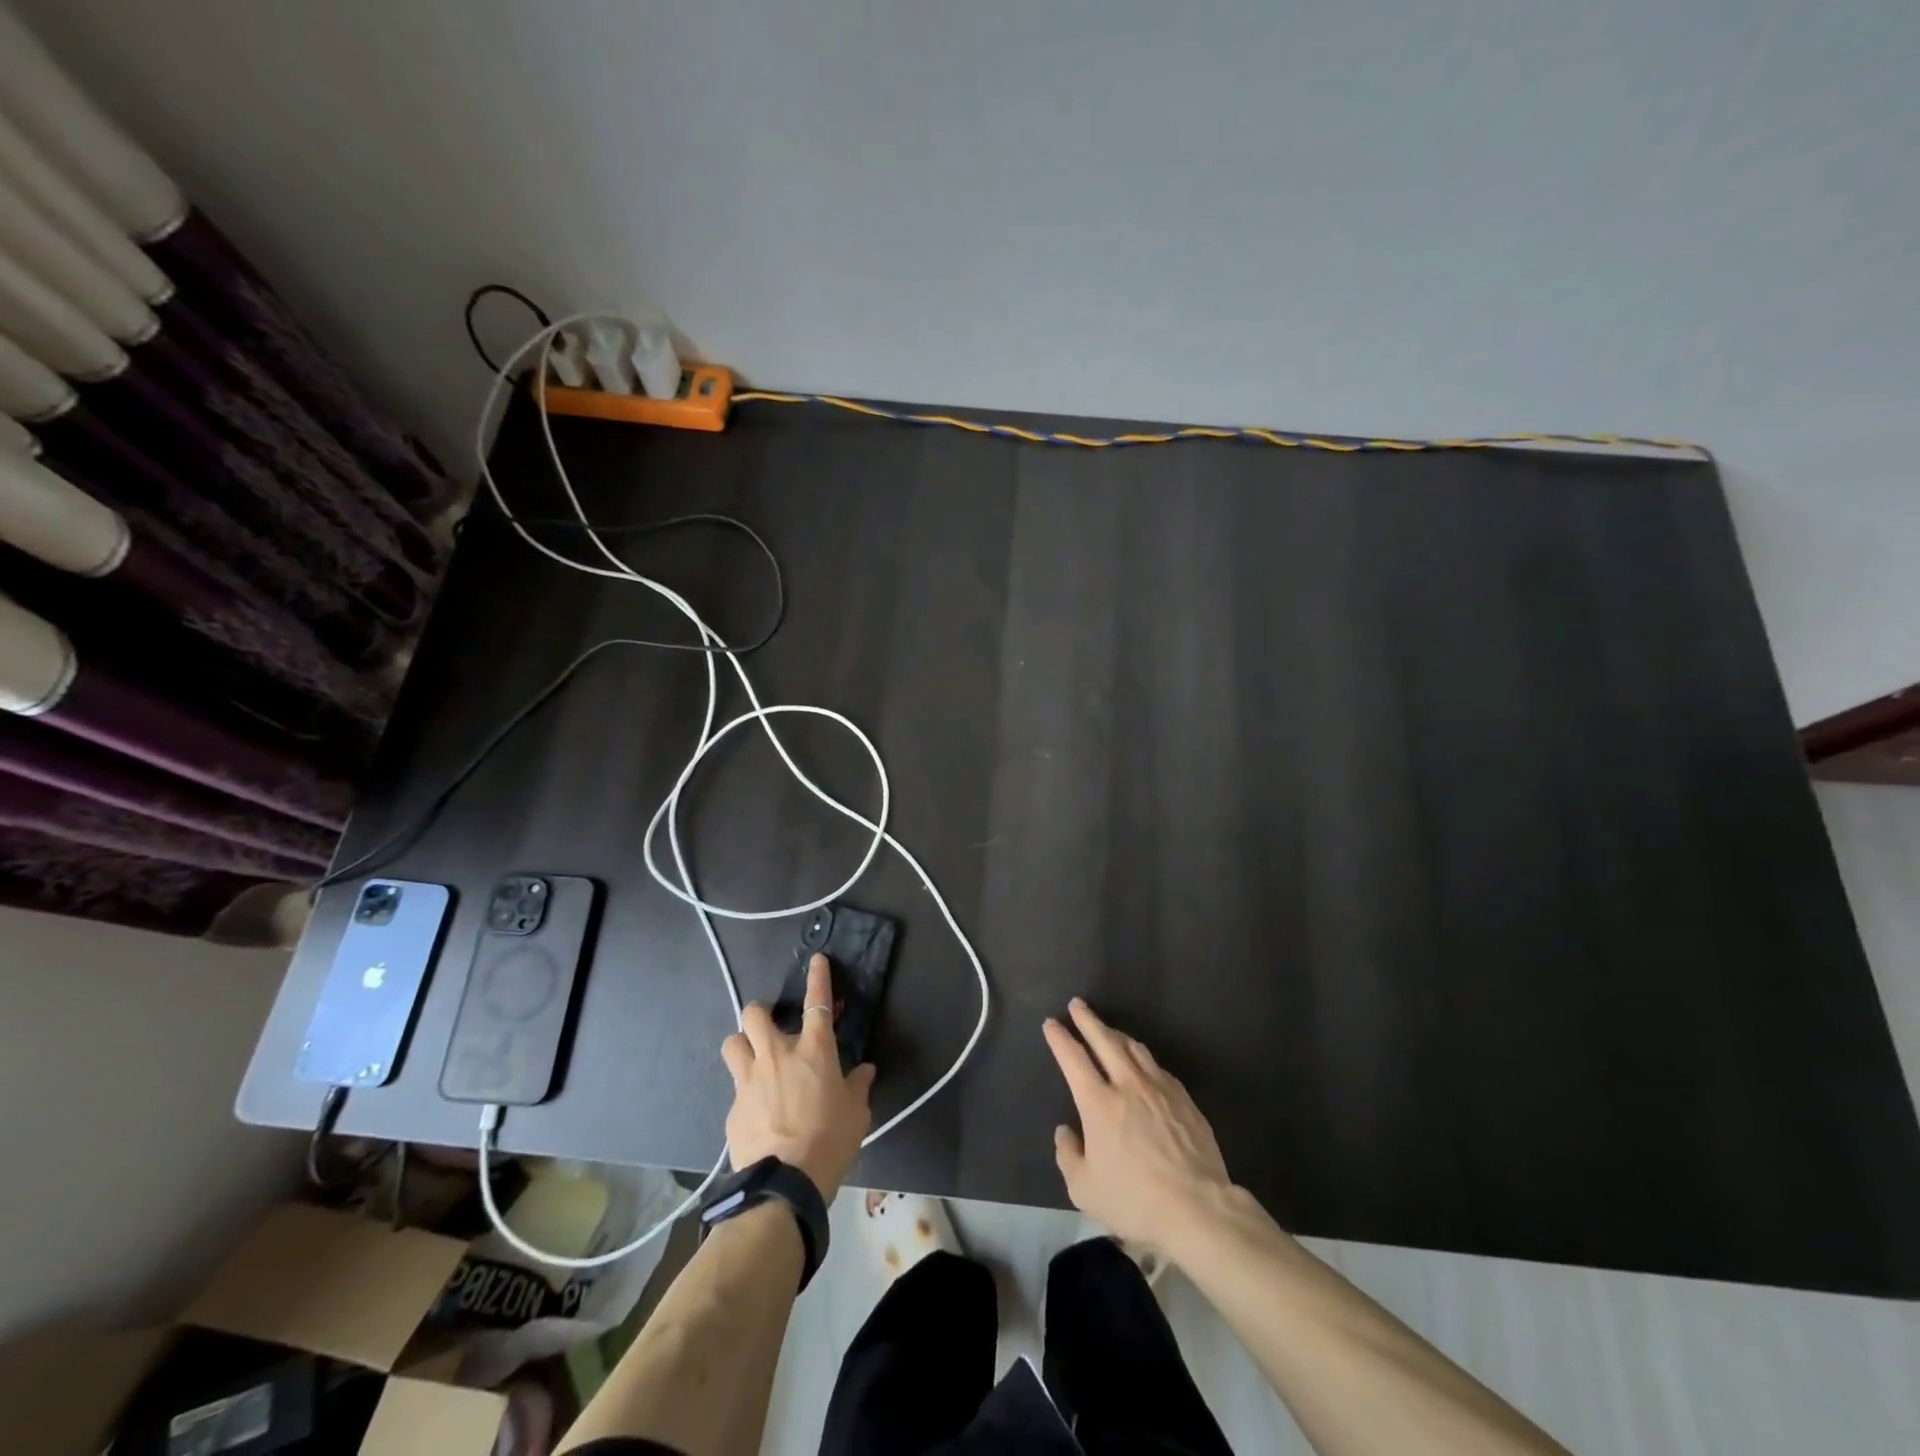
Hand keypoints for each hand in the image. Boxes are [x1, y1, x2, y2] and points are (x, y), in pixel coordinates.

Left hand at [721, 953, 875, 1198]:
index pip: (817, 1002)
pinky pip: (735, 1087)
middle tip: (770, 1023)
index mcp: (813, 1050)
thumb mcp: (856, 1113)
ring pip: (733, 1042)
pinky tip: (756, 1110)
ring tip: (753, 1057)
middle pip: (755, 1013)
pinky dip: (745, 1091)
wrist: (785, 1184)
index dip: (818, 977)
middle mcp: (777, 1055)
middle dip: (760, 1011)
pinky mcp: (732, 1108)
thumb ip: (858, 1086)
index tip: (817, 959)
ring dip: (742, 1044)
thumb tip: (863, 1071)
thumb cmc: (830, 1140)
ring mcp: (749, 1080)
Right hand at [1044, 998, 1235, 1252]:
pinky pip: (1158, 1067)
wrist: (1198, 1208)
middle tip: (1077, 1004)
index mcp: (1098, 1102)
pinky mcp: (1184, 1099)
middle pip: (1105, 1040)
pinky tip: (1143, 1063)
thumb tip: (1066, 1131)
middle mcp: (1127, 1084)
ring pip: (1135, 1048)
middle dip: (1088, 1019)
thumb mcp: (1085, 1189)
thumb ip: (1068, 1155)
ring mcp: (1160, 1088)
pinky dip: (1143, 1058)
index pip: (1073, 1058)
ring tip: (1108, 1029)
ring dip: (1117, 1034)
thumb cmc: (1135, 1200)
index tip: (1051, 1023)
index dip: (1060, 1037)